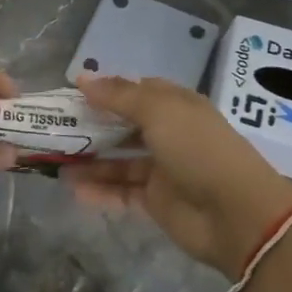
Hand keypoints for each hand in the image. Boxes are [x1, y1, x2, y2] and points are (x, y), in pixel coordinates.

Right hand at [64, 75, 291, 276]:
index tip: (72, 94)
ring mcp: (162, 169)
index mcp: (176, 106)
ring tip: (55, 160)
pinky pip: (121, 192)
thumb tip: (82, 78)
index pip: (137, 92)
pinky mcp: (156, 202)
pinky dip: (99, 190)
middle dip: (92, 126)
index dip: (107, 91)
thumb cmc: (198, 149)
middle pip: (124, 126)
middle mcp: (169, 134)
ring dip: (90, 160)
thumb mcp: (158, 111)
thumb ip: (118, 96)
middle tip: (55, 128)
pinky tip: (72, 188)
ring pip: (118, 161)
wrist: (236, 213)